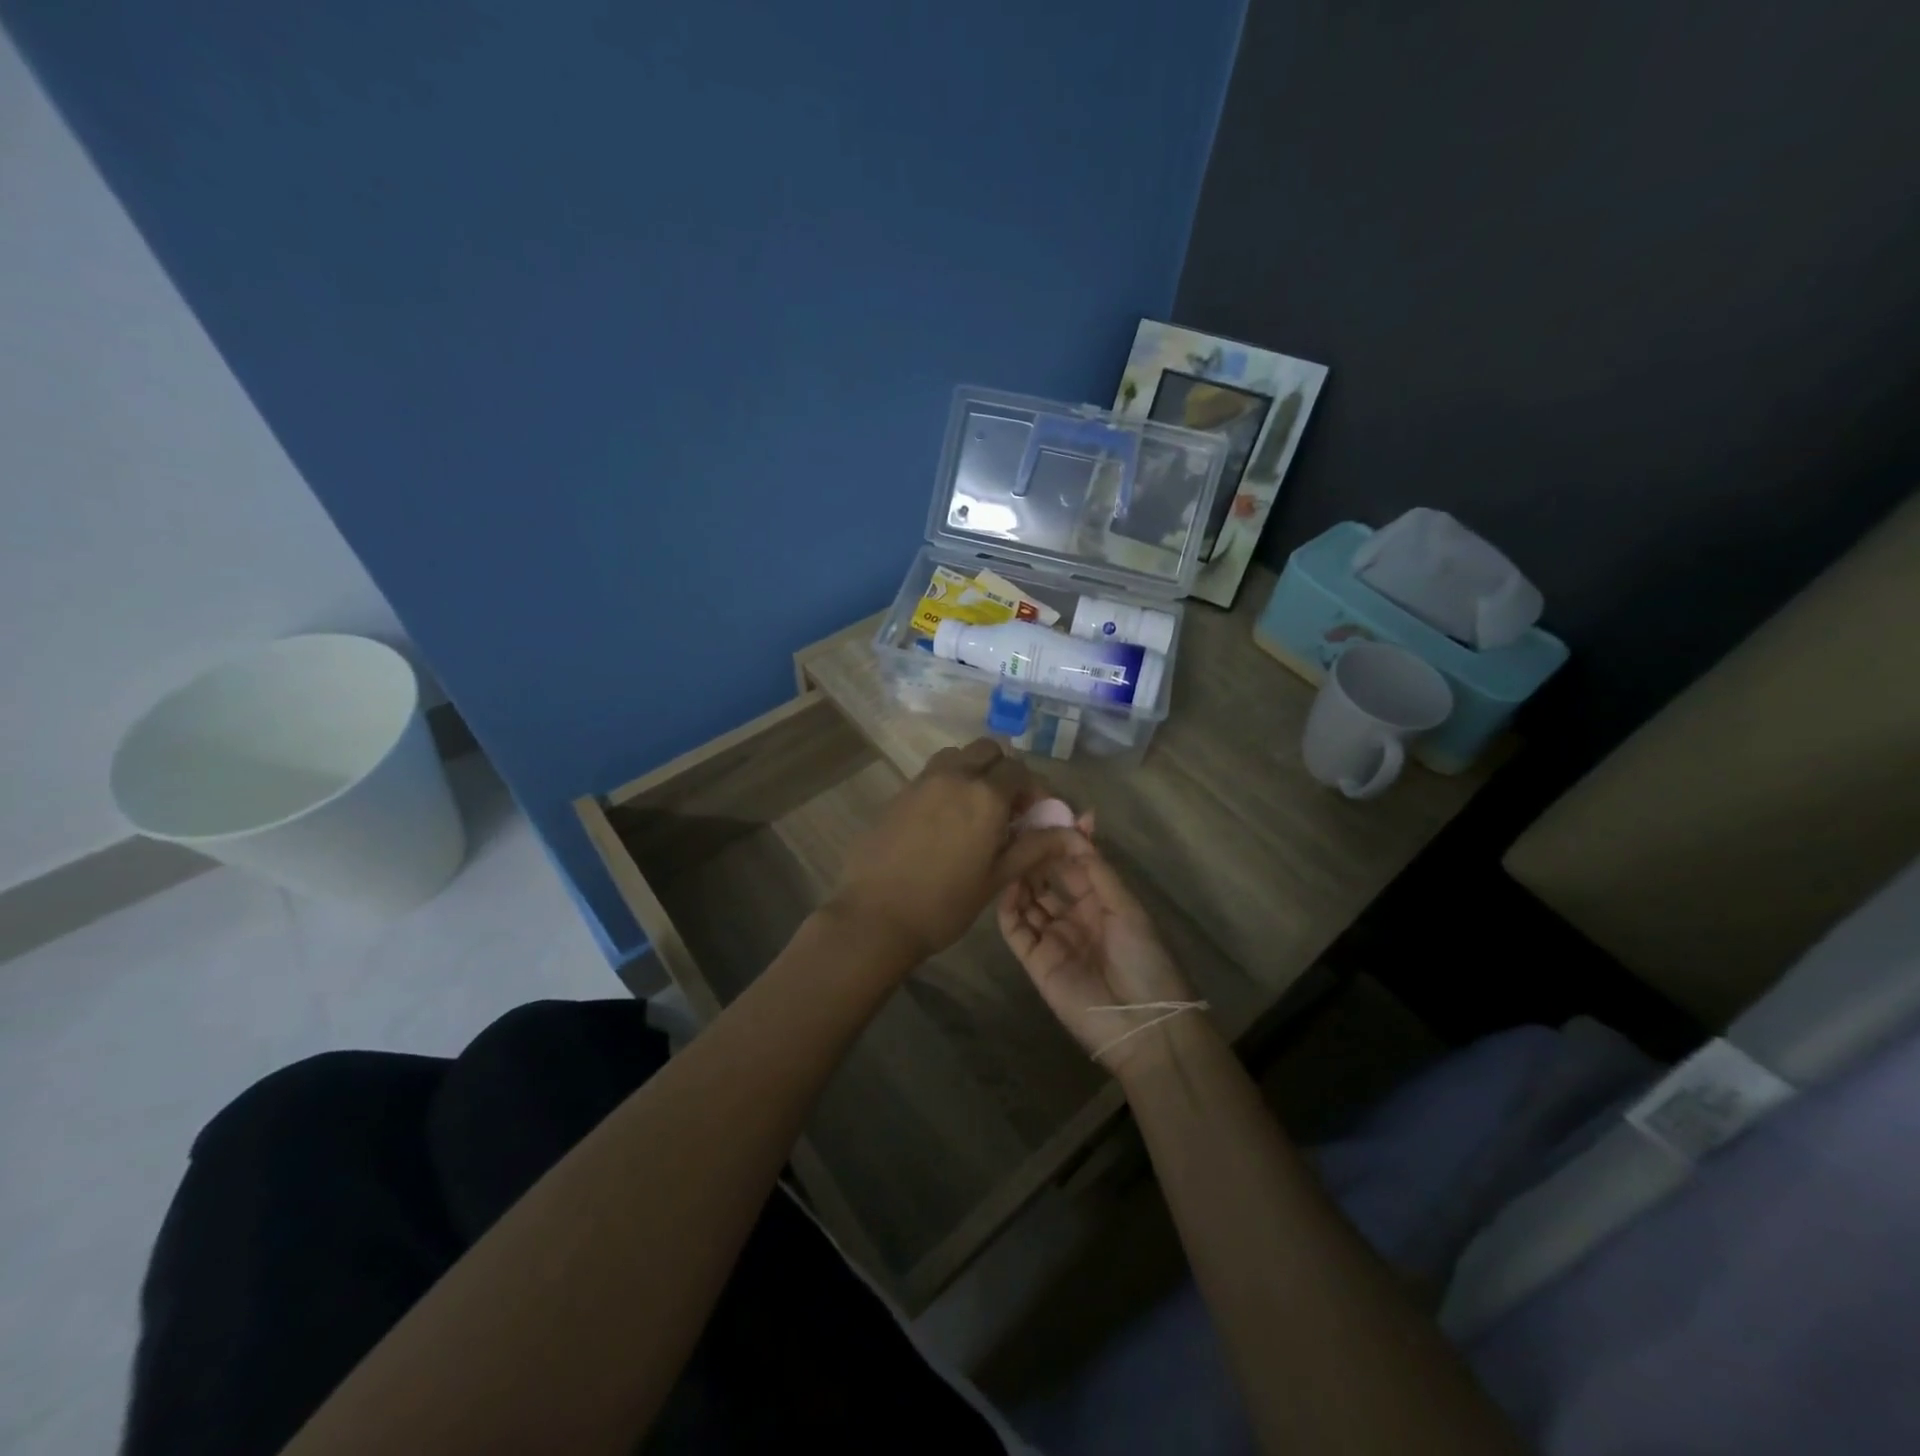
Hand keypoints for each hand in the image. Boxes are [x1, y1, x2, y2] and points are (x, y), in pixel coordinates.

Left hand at [829, 739, 1078, 966]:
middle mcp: (954, 776)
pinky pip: (931, 774)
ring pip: (956, 756)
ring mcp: (921, 781)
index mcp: (985, 795)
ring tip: (974, 809)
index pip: (1020, 770)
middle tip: (1006, 807)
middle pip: (988, 750)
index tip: (1033, 814)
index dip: (1033, 788)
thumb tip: (1071, 834)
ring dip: (972, 770)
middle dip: (1003, 770)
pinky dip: (946, 784)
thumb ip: (1034, 848)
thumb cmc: (945, 903)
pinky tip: (943, 821)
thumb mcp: (997, 877)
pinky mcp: (898, 793)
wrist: (875, 916)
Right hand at [998, 838, 1199, 1074]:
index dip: (1064, 844)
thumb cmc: (1142, 958)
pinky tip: (1008, 885)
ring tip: (1011, 853)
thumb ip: (1097, 871)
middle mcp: (1075, 917)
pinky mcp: (1035, 961)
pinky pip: (1016, 929)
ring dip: (1020, 878)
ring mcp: (1053, 938)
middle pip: (1049, 881)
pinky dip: (1008, 907)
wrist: (1141, 1023)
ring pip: (1028, 901)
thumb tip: (1075, 830)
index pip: (1076, 866)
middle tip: (1020, 831)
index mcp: (1102, 903)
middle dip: (1037, 857)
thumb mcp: (1126, 907)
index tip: (1048, 817)